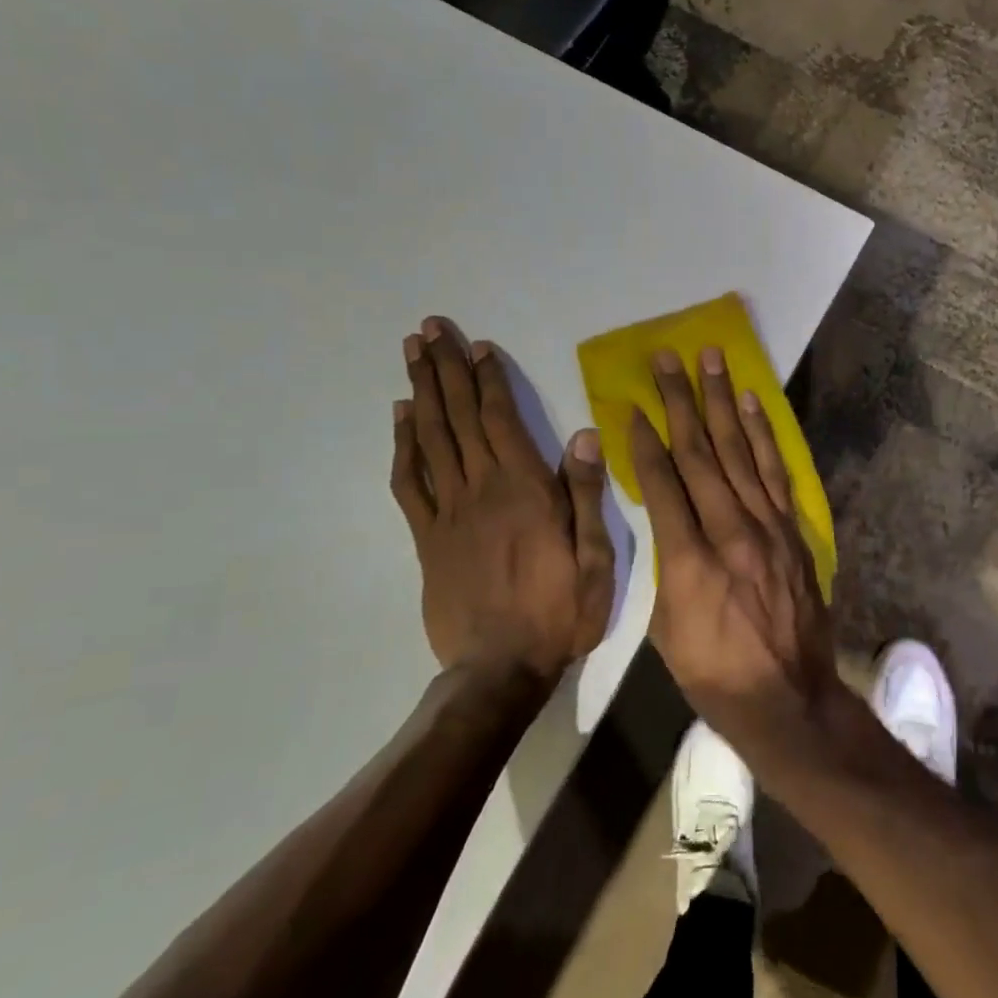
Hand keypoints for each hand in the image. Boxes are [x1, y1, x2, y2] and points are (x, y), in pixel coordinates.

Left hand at [391, 316, 613, 678]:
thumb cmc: (559, 612)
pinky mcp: (426, 537)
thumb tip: (582, 434)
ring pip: (431, 438)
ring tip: (413, 353)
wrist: (499, 669)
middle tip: (430, 328)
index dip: (489, 379)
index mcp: (524, 490)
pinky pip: (410, 481)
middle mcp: (481, 489)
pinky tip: (402, 417)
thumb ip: (585, 494)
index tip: (478, 345)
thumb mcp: (595, 558)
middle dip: (445, 369)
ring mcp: (447, 512)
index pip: (502, 420)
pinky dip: (404, 444)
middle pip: (458, 417)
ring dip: (422, 391)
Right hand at [629, 346, 838, 759]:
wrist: (788, 698)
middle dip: (680, 402)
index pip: (663, 485)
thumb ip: (667, 565)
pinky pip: (775, 471)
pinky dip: (762, 434)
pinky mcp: (792, 529)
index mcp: (691, 561)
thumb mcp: (666, 629)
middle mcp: (732, 532)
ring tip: (711, 360)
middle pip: (701, 454)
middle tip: (668, 359)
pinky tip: (752, 403)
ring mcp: (768, 526)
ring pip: (739, 451)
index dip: (645, 442)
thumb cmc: (714, 673)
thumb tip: (666, 519)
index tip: (633, 406)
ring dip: (723, 401)